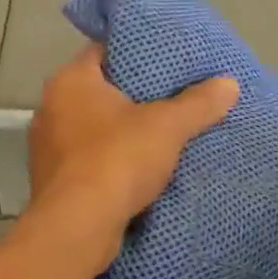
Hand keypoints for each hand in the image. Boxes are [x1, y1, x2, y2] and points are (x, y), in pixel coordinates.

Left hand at [27, 43, 238, 268]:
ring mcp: (48, 147)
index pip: (104, 50)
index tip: (166, 59)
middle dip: (134, 95)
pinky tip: (139, 168)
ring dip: (122, 132)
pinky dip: (111, 161)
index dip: (137, 52)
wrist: (77, 228)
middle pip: (100, 90)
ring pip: (94, 128)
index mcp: (70, 81)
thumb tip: (230, 83)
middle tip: (173, 95)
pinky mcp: (53, 180)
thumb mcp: (167, 127)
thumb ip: (198, 103)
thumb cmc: (116, 160)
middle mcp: (51, 107)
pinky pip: (89, 159)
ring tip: (161, 133)